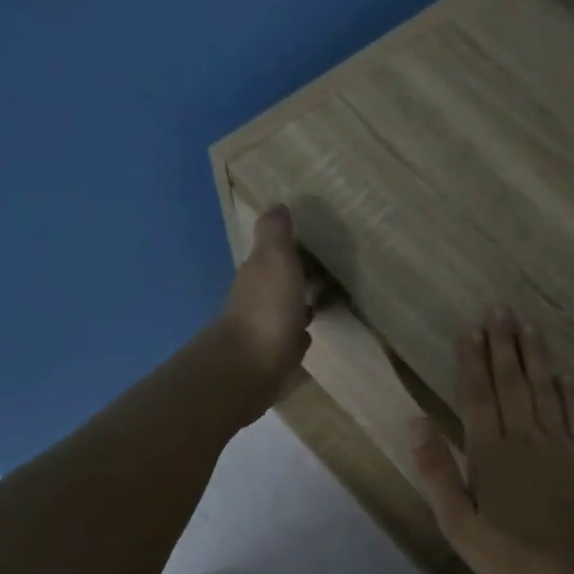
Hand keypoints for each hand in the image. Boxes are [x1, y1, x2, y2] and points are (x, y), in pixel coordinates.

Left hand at [215, 205, 313, 397]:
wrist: (248, 368)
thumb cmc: (267, 309)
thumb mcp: (275, 260)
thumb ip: (276, 234)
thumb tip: (276, 205)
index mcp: (257, 273)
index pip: (271, 253)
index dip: (289, 248)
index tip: (313, 244)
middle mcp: (254, 299)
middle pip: (277, 282)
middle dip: (296, 277)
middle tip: (325, 272)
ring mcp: (261, 330)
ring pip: (283, 310)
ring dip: (297, 305)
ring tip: (322, 301)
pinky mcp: (270, 358)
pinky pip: (287, 339)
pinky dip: (296, 334)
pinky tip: (307, 335)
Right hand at [409, 307, 573, 573]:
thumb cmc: (513, 554)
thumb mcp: (460, 524)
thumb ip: (438, 472)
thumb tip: (417, 422)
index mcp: (491, 452)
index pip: (478, 396)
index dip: (472, 362)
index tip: (470, 330)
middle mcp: (525, 437)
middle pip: (512, 382)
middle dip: (503, 345)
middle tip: (499, 309)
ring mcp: (561, 443)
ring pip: (545, 389)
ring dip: (535, 356)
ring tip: (529, 326)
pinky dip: (570, 392)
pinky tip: (565, 375)